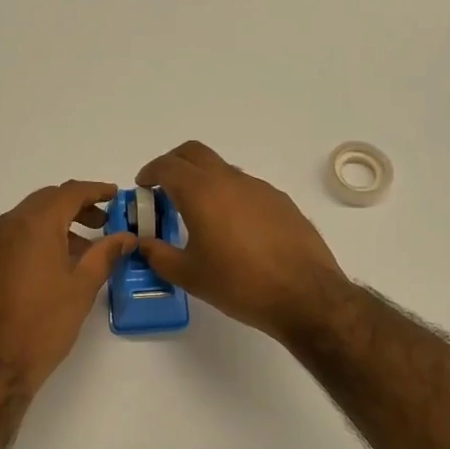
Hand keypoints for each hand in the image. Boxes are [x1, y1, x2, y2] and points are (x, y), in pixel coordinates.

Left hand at [0, 180, 136, 392]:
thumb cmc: (43, 325)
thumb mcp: (82, 288)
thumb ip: (105, 254)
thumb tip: (125, 237)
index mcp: (33, 225)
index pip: (69, 192)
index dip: (96, 190)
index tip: (115, 195)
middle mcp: (6, 226)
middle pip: (45, 202)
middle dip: (75, 207)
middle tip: (102, 222)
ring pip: (26, 221)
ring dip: (54, 226)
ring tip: (81, 250)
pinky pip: (10, 241)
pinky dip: (33, 242)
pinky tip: (48, 268)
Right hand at [136, 142, 347, 343]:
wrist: (305, 295)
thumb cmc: (239, 284)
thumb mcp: (189, 275)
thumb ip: (159, 255)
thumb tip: (143, 244)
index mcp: (202, 192)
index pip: (168, 166)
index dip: (150, 172)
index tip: (143, 186)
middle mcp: (230, 180)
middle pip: (195, 153)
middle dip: (174, 163)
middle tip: (164, 188)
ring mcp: (259, 188)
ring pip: (223, 170)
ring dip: (204, 180)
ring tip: (198, 214)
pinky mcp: (281, 201)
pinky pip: (246, 188)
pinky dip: (230, 196)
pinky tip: (233, 229)